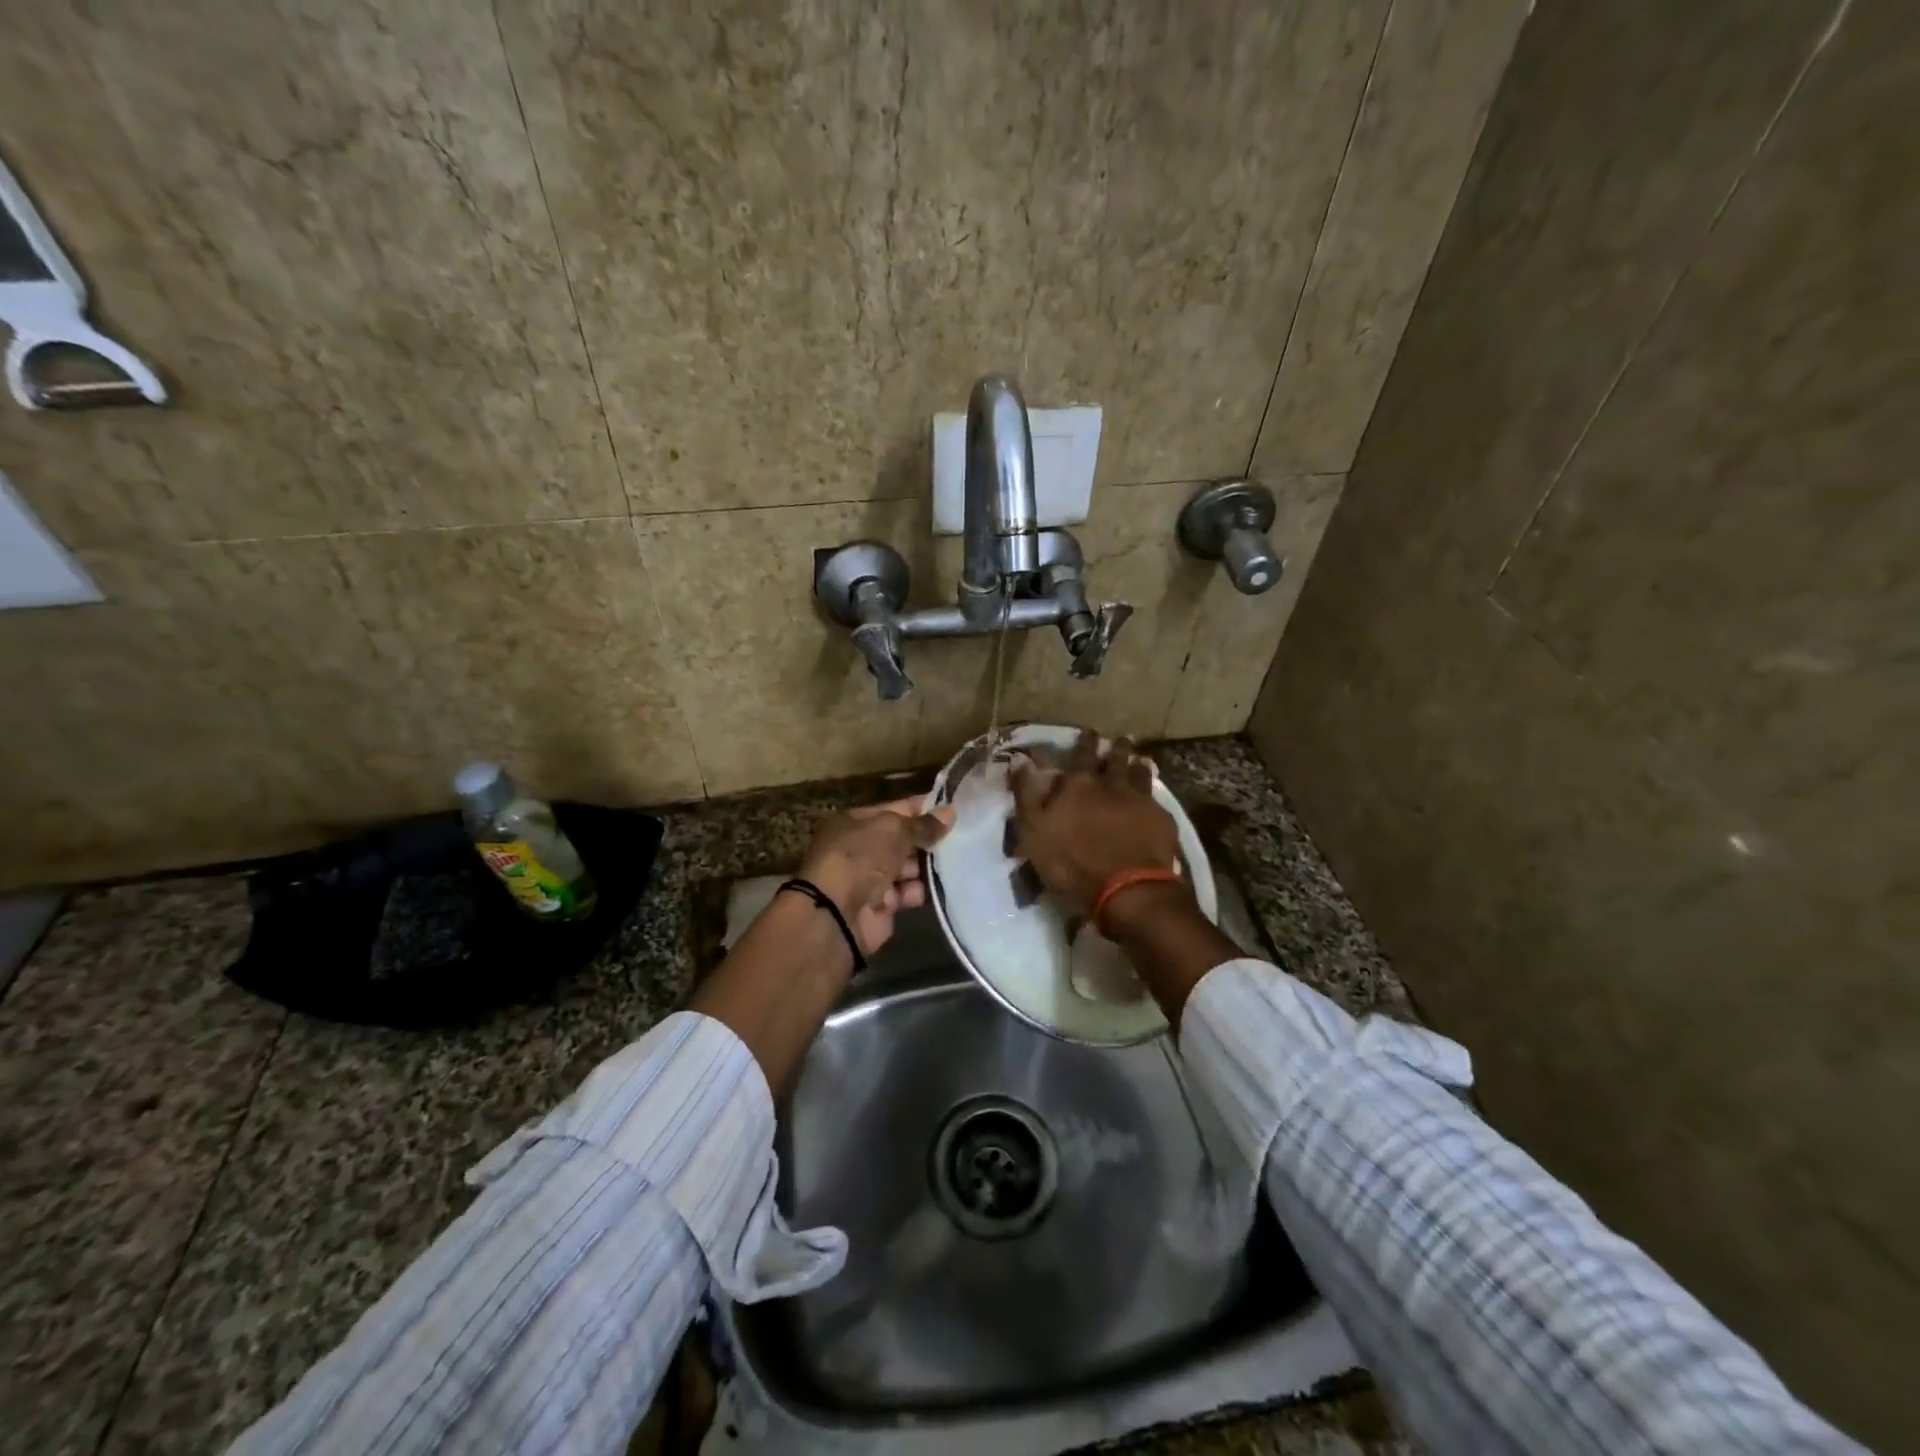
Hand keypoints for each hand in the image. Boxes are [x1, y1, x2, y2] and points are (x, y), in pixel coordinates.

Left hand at [798, 796, 953, 953]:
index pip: (894, 809)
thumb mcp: (893, 831)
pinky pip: (907, 893)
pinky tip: (939, 887)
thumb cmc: (860, 858)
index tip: (952, 810)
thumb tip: (950, 812)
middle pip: (901, 840)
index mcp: (854, 822)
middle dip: (927, 840)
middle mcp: (860, 848)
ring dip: (927, 866)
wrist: (836, 914)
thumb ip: (923, 824)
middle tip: (961, 838)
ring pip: (907, 868)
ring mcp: (869, 878)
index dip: (922, 809)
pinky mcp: (880, 906)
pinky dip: (919, 891)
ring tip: (956, 862)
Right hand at [1008, 732, 1181, 915]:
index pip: (1082, 753)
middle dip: (1116, 747)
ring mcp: (1141, 800)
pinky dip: (1153, 794)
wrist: (1126, 890)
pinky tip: (1153, 798)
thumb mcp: (1034, 830)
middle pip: (1116, 757)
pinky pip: (1157, 799)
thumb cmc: (1071, 862)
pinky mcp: (1161, 820)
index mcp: (1079, 784)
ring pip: (1140, 772)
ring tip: (1138, 761)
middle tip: (1119, 740)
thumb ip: (1026, 793)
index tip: (1089, 732)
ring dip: (1137, 764)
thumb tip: (1019, 758)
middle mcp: (1112, 783)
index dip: (1085, 741)